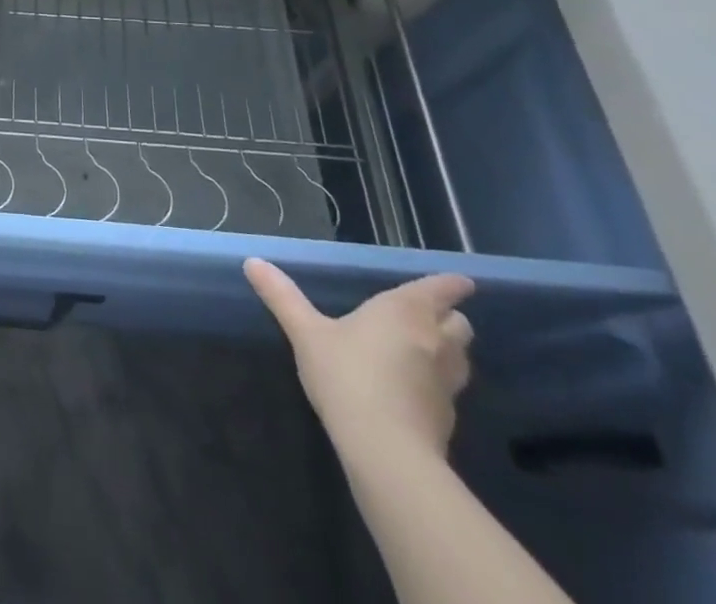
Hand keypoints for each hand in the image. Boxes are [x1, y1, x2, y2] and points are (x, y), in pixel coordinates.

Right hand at [245, 259, 474, 461]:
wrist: (386, 452)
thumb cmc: (347, 376)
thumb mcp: (306, 332)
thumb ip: (282, 297)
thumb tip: (252, 262)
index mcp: (405, 311)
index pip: (440, 290)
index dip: (451, 284)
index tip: (462, 281)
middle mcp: (434, 341)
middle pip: (460, 324)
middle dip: (449, 318)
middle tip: (429, 316)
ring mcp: (447, 383)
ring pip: (460, 358)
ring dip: (449, 351)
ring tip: (423, 350)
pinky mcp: (447, 418)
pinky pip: (449, 390)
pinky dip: (437, 383)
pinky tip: (413, 389)